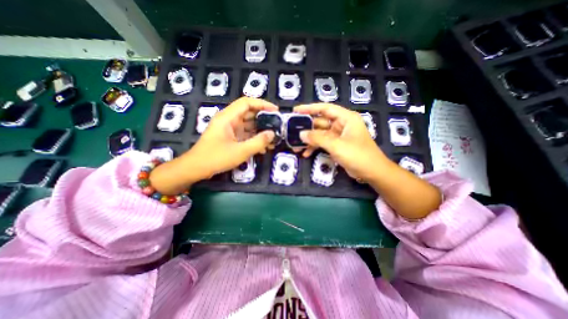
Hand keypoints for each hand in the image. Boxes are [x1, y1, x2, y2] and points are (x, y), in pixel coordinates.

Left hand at [150, 97, 275, 193]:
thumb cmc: (216, 158)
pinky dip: (254, 138)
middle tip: (277, 125)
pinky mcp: (230, 137)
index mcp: (228, 117)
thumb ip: (258, 142)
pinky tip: (263, 147)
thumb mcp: (241, 151)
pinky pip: (245, 134)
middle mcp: (228, 120)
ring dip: (260, 130)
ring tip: (273, 137)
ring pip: (248, 125)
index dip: (262, 104)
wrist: (196, 169)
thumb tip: (272, 134)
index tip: (276, 111)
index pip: (247, 103)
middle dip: (264, 118)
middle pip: (249, 113)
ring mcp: (229, 129)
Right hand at [295, 103, 440, 220]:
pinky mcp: (337, 146)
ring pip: (320, 134)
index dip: (310, 108)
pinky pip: (323, 143)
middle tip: (292, 132)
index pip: (325, 108)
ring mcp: (338, 136)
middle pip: (320, 122)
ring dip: (309, 140)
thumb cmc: (358, 155)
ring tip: (296, 146)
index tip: (296, 110)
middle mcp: (341, 124)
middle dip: (307, 129)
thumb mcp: (336, 145)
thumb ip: (318, 138)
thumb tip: (301, 134)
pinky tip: (305, 154)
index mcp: (345, 118)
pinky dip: (315, 147)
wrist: (372, 172)